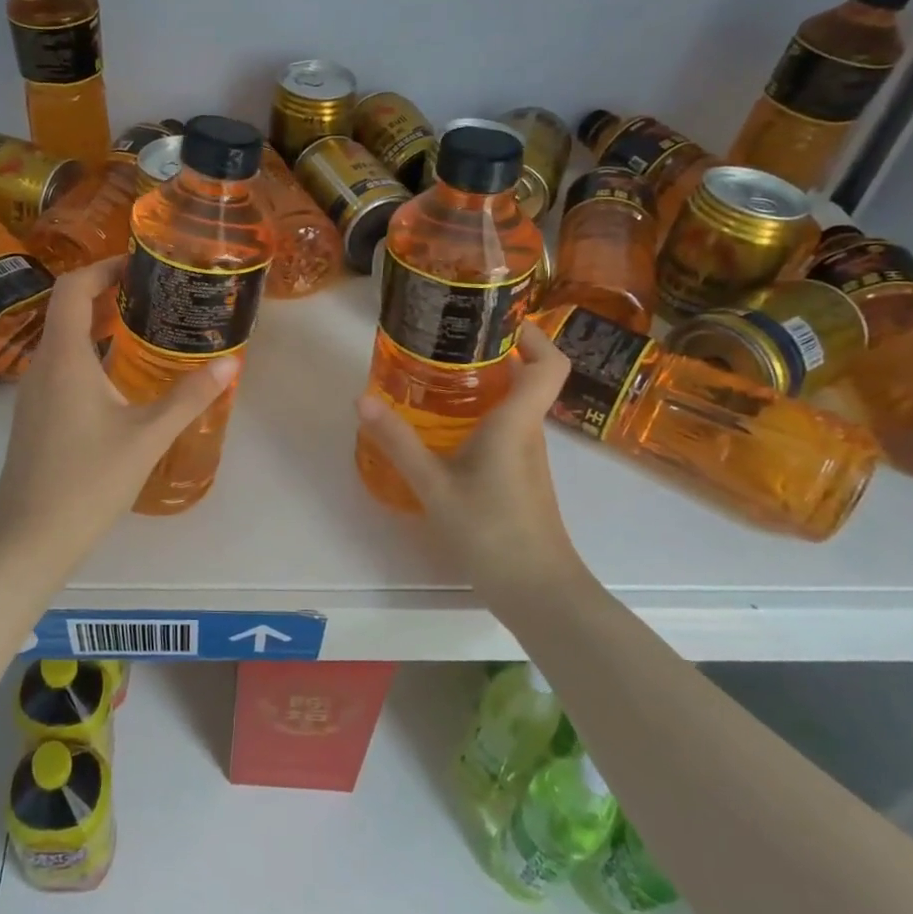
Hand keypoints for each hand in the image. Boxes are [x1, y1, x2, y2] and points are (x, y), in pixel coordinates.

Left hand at [0, 256, 238, 552]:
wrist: (28, 537)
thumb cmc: (87, 481)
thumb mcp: (146, 437)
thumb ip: (188, 397)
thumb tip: (229, 364)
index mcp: (65, 357)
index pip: (73, 287)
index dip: (103, 267)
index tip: (140, 266)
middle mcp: (43, 365)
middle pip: (67, 308)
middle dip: (108, 293)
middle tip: (154, 294)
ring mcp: (34, 392)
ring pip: (64, 339)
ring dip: (99, 325)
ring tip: (145, 328)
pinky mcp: (35, 415)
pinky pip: (62, 365)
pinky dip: (90, 354)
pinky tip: (122, 378)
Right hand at [355, 324, 587, 595]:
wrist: (539, 594)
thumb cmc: (492, 532)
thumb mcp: (435, 486)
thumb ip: (399, 442)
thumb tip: (362, 399)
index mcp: (517, 422)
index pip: (550, 364)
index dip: (533, 334)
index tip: (495, 319)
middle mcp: (529, 432)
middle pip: (528, 377)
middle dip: (493, 353)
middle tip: (446, 342)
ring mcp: (528, 457)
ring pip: (515, 405)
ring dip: (485, 385)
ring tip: (436, 378)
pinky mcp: (521, 478)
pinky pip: (505, 430)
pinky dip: (481, 417)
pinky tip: (444, 429)